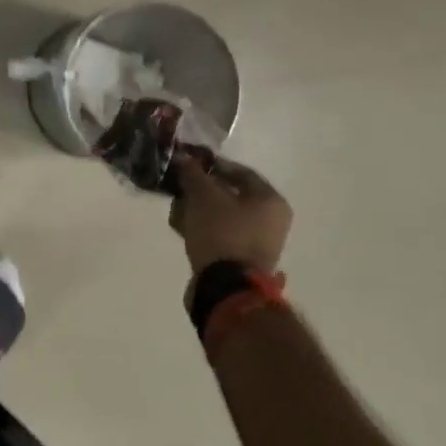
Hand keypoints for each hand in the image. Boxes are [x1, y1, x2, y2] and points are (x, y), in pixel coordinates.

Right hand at [169, 154, 292, 275]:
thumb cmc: (222, 232)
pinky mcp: (242, 260)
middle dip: (200, 190)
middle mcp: (270, 220)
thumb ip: (192, 173)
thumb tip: (183, 157)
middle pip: (230, 195)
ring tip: (175, 211)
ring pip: (222, 216)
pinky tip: (181, 228)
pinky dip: (202, 229)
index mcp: (270, 200)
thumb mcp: (202, 196)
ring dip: (198, 210)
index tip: (188, 164)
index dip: (211, 165)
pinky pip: (220, 235)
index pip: (239, 171)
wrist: (227, 288)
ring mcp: (257, 242)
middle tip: (178, 189)